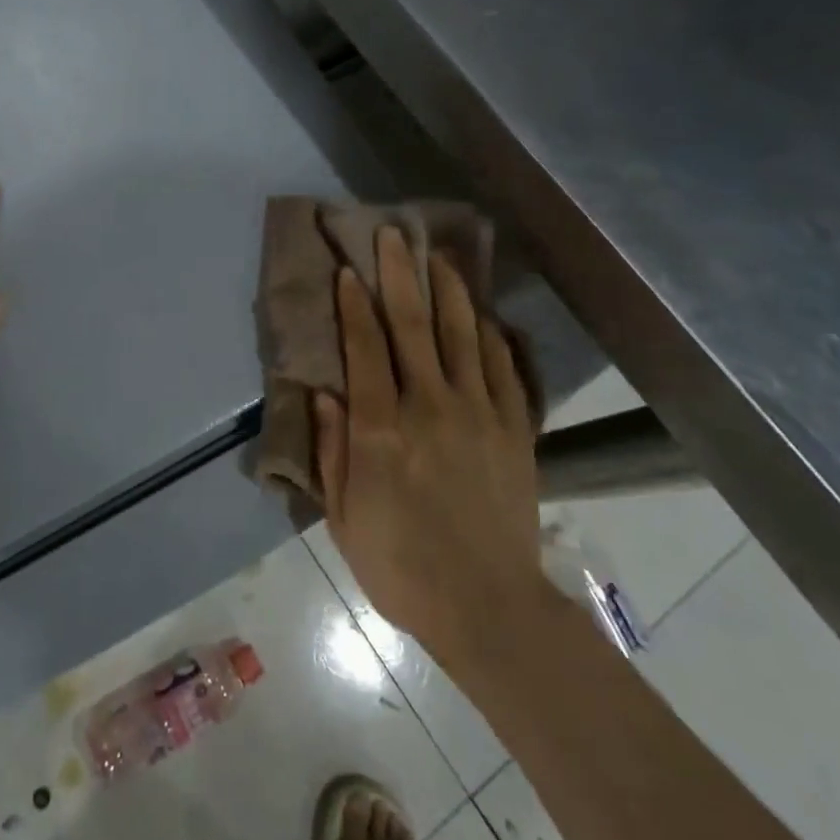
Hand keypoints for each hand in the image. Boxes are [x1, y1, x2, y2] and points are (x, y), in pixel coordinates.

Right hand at [314, 227, 554, 661]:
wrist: (487, 605)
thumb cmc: (401, 565)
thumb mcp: (345, 517)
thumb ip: (332, 450)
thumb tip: (325, 393)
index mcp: (382, 428)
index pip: (365, 347)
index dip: (354, 304)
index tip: (348, 269)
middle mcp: (430, 405)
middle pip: (412, 325)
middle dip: (398, 274)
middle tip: (391, 234)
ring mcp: (479, 413)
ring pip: (462, 333)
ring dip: (447, 289)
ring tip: (437, 255)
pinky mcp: (514, 428)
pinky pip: (503, 367)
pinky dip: (491, 334)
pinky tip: (483, 314)